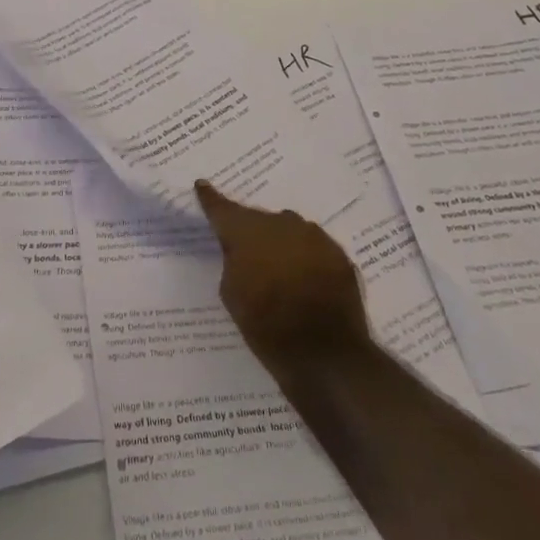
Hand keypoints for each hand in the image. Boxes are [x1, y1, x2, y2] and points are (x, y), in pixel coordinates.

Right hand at [195, 179, 369, 373]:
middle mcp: (280, 223)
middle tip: (249, 256)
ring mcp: (313, 235)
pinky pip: (313, 247)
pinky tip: (305, 281)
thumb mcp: (232, 294)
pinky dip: (306, 258)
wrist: (325, 354)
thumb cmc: (266, 325)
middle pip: (259, 220)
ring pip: (289, 230)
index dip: (210, 198)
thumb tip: (241, 252)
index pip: (222, 208)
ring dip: (281, 243)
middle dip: (252, 233)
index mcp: (247, 231)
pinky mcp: (337, 253)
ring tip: (280, 271)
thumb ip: (233, 263)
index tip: (202, 185)